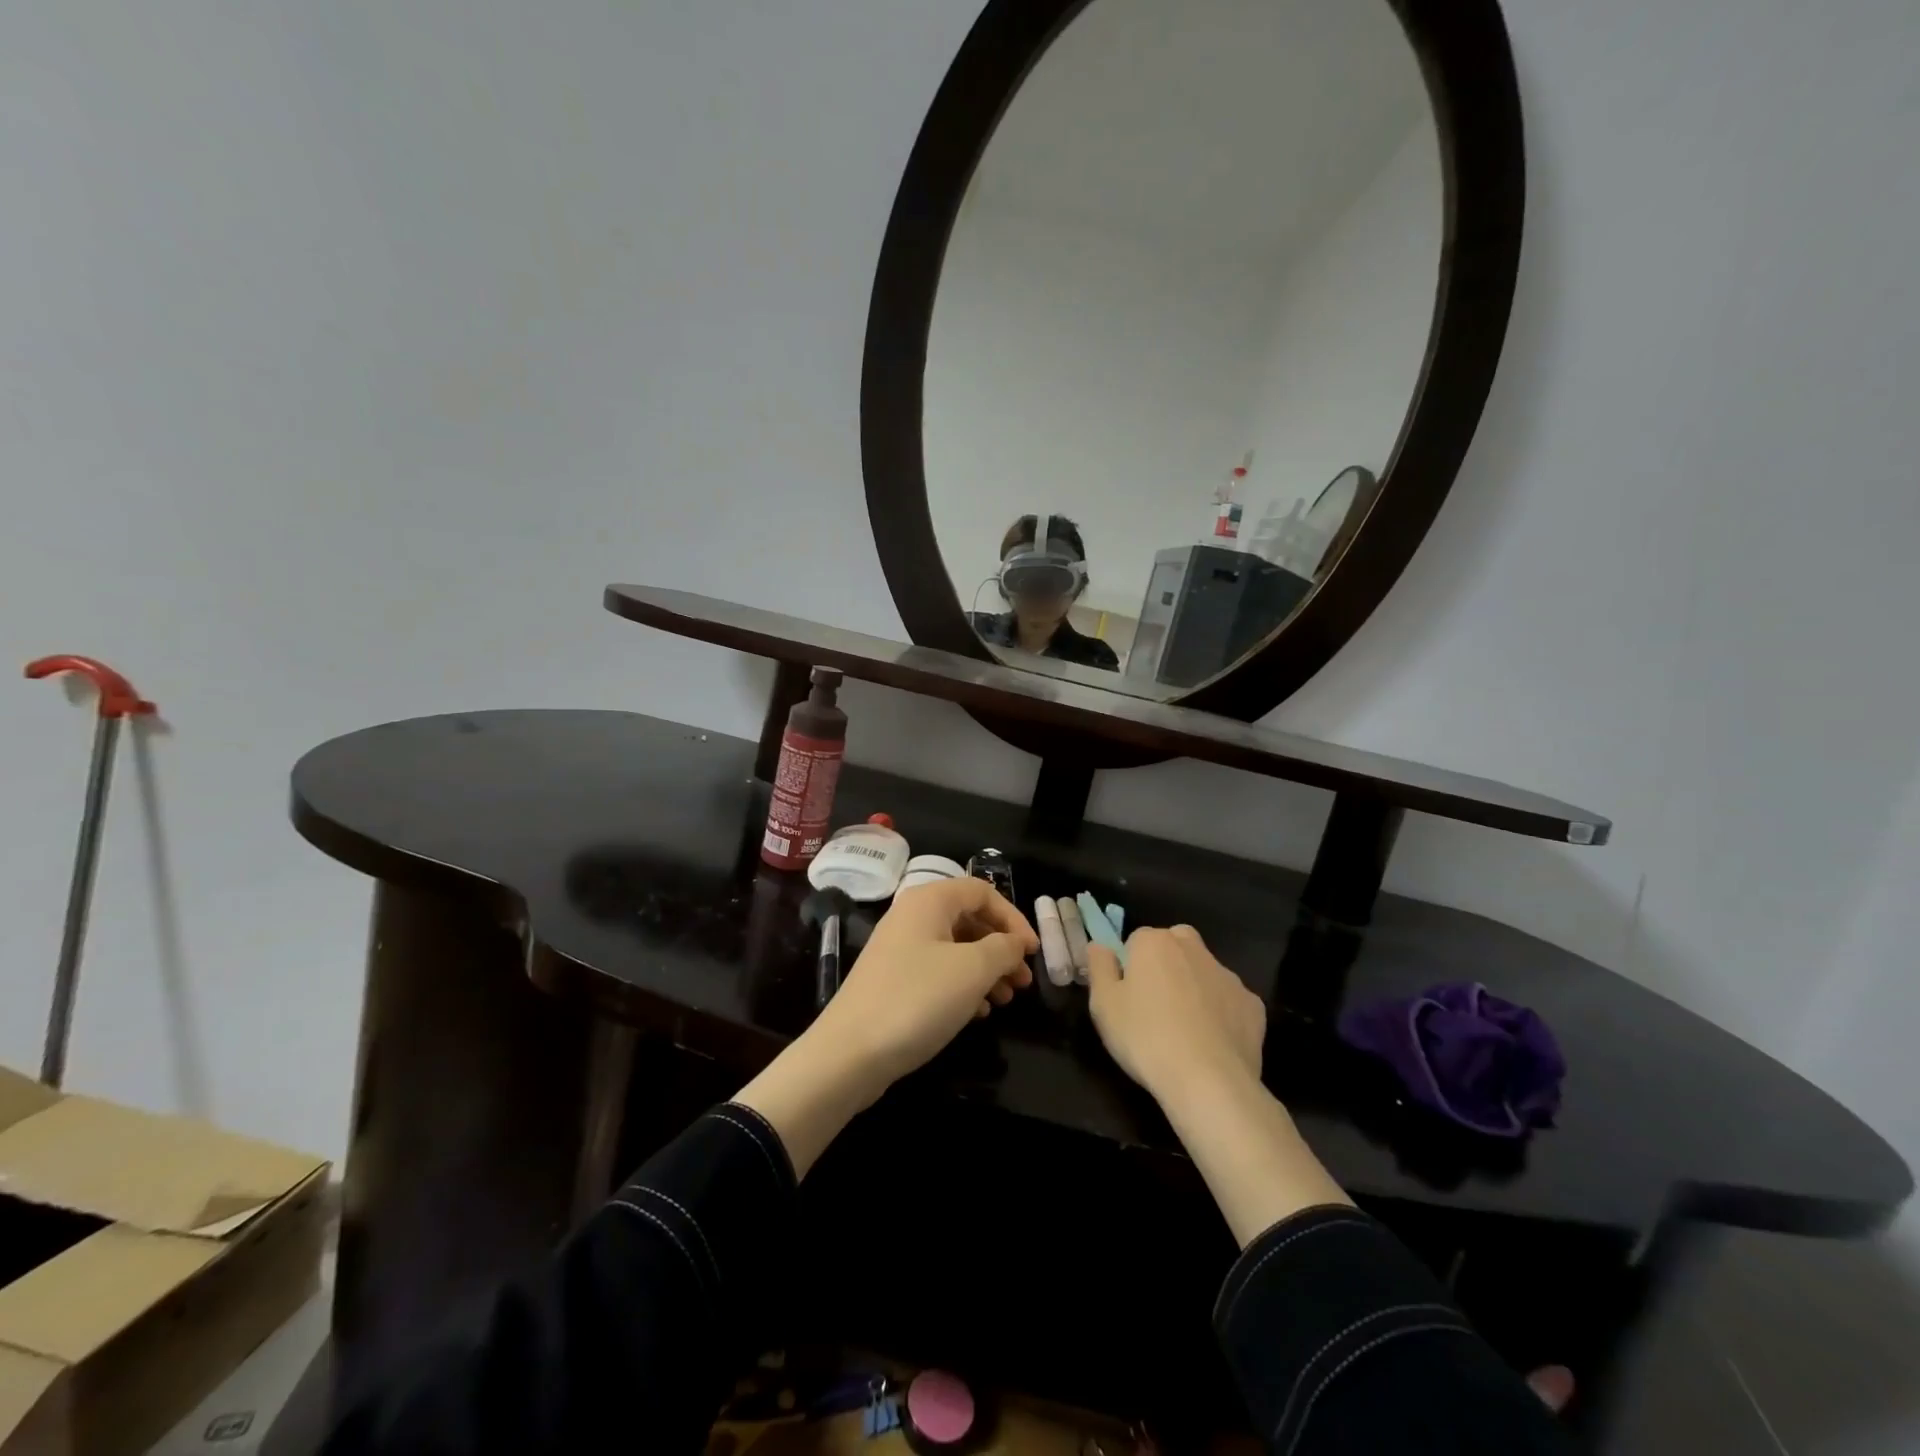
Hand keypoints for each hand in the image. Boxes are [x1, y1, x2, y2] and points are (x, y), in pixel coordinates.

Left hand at [735, 877, 1035, 1178]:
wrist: (850, 1052)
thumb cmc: (918, 999)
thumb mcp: (972, 970)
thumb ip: (1003, 949)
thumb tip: (1014, 943)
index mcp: (929, 900)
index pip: (982, 891)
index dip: (1014, 918)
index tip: (1033, 952)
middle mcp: (912, 916)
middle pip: (969, 919)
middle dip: (1001, 947)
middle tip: (1023, 981)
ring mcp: (899, 949)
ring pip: (955, 948)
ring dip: (985, 969)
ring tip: (1005, 1000)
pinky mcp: (893, 980)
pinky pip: (937, 971)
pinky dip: (962, 986)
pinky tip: (978, 1012)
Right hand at [1085, 925, 1265, 1106]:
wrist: (1209, 1083)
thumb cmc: (1145, 1038)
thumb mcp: (1103, 1005)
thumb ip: (1099, 967)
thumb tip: (1100, 946)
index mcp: (1155, 943)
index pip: (1136, 940)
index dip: (1130, 966)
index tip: (1127, 996)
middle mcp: (1194, 949)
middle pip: (1175, 945)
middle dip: (1166, 965)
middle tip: (1155, 1005)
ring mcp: (1228, 976)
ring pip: (1204, 972)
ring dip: (1194, 988)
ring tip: (1184, 1030)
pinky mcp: (1253, 1005)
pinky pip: (1229, 1001)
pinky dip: (1221, 1014)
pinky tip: (1212, 1043)